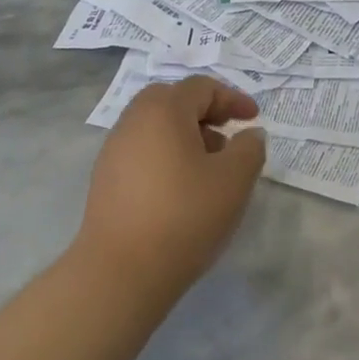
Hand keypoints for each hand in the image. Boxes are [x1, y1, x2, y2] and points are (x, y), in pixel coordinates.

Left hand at [77, 76, 266, 301]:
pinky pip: (142, 151)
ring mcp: (114, 150)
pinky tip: (181, 189)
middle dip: (205, 112)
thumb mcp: (234, 180)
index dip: (232, 98)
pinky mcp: (105, 179)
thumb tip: (249, 134)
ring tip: (209, 168)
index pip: (201, 87)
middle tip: (228, 136)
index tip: (253, 119)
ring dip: (185, 136)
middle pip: (172, 100)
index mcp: (164, 110)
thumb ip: (249, 149)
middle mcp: (133, 121)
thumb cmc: (185, 216)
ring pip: (155, 127)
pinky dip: (166, 156)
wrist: (121, 271)